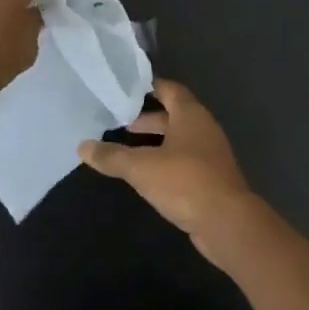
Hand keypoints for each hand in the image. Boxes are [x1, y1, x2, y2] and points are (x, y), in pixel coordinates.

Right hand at [78, 79, 255, 235]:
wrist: (226, 222)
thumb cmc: (184, 182)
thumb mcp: (141, 167)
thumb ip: (112, 156)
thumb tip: (82, 147)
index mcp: (191, 115)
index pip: (170, 90)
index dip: (150, 87)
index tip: (126, 89)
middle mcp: (204, 129)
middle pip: (174, 116)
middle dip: (148, 119)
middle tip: (120, 122)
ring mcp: (210, 155)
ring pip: (179, 140)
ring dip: (156, 142)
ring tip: (127, 149)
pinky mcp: (211, 179)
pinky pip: (184, 162)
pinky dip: (165, 162)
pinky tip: (147, 175)